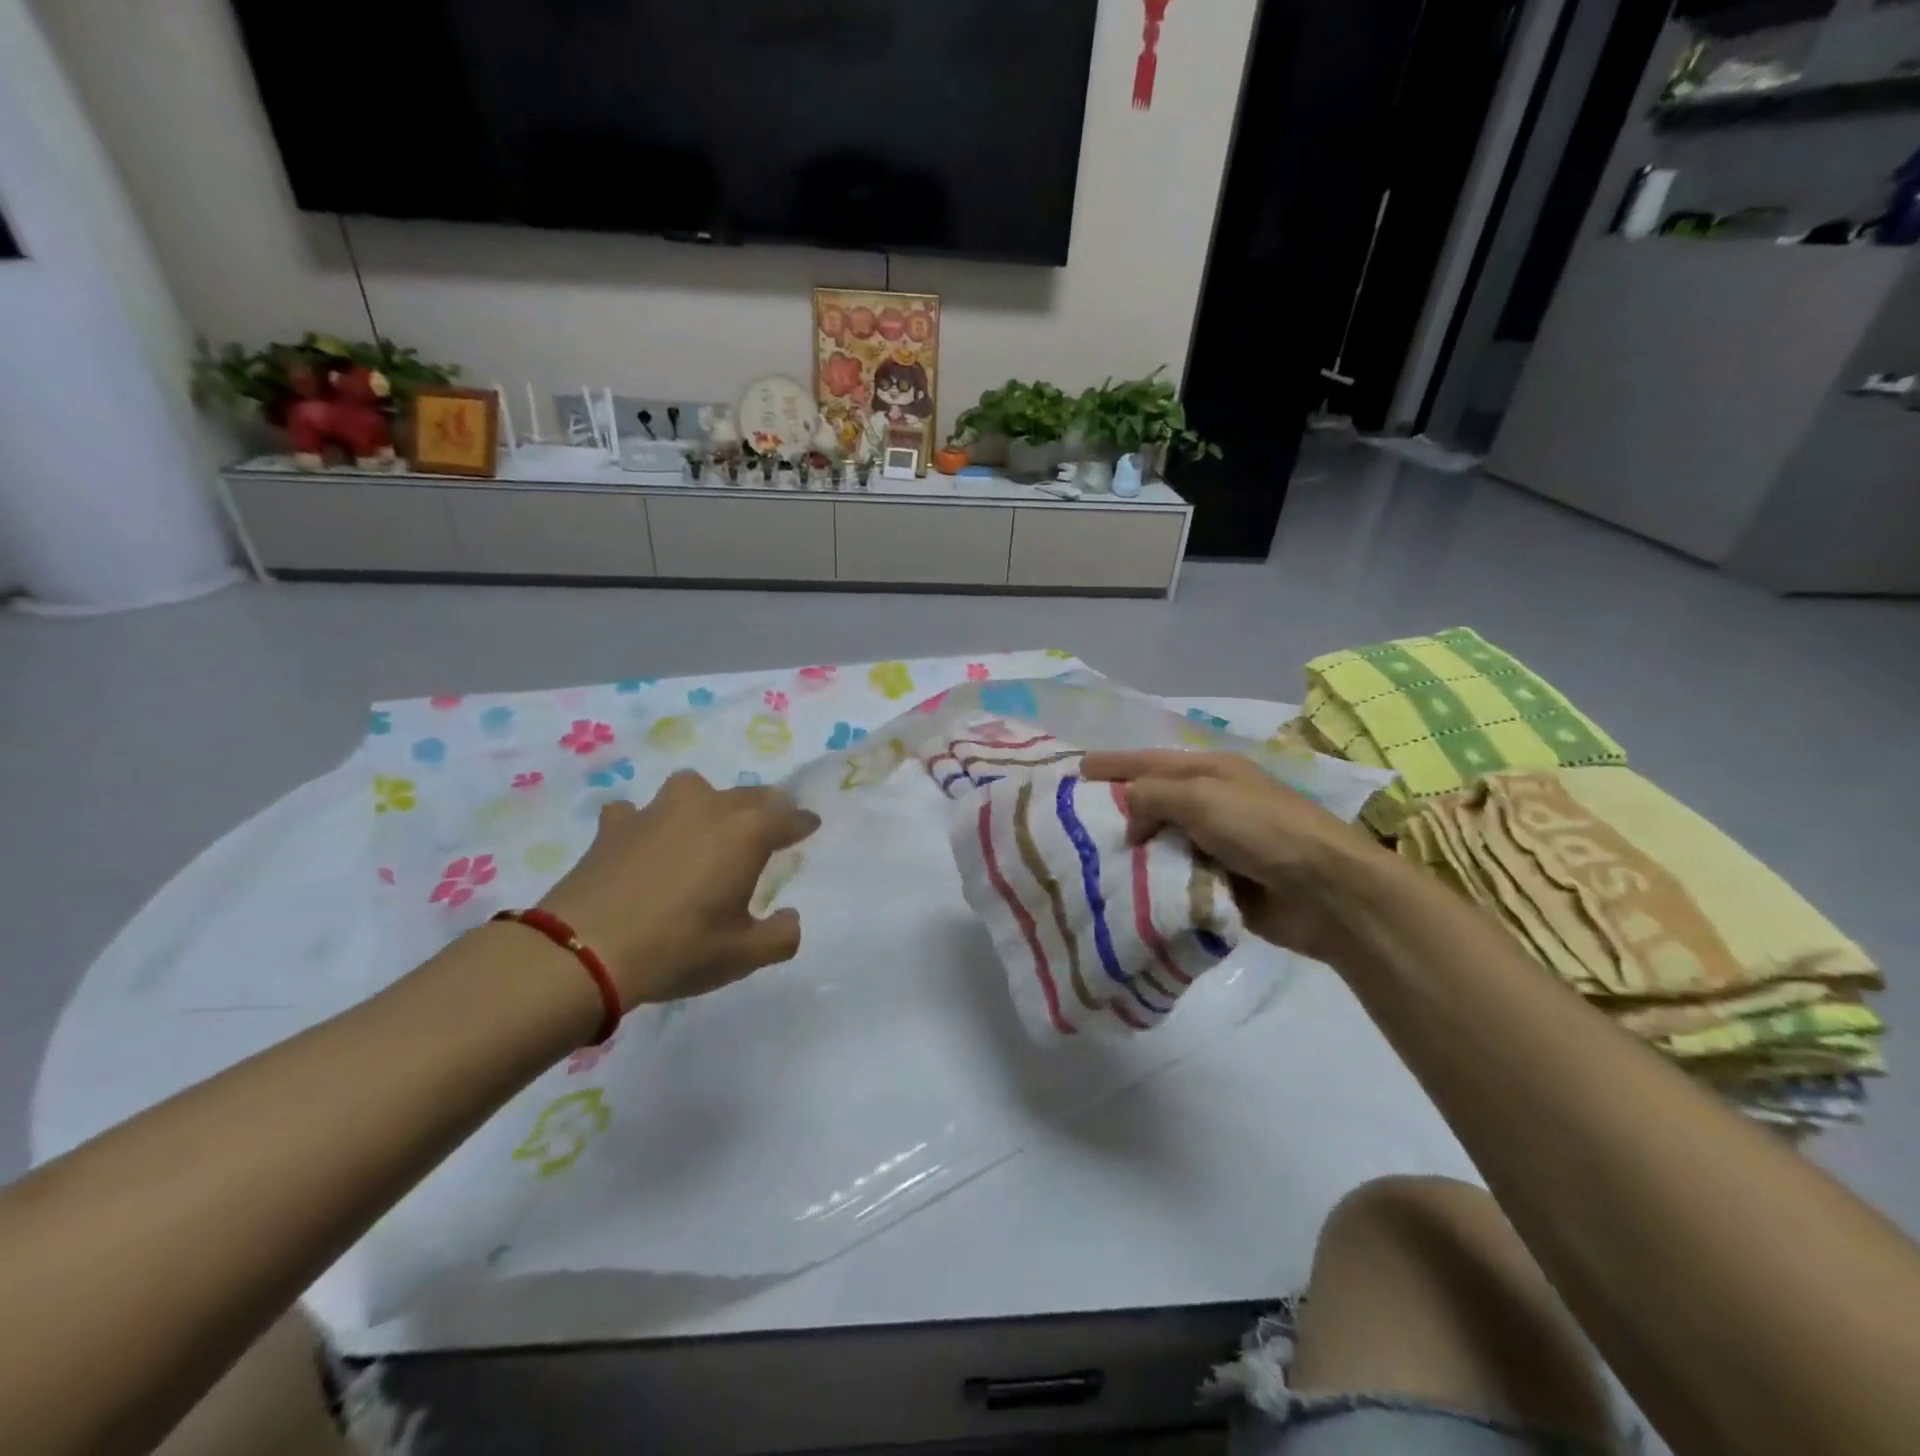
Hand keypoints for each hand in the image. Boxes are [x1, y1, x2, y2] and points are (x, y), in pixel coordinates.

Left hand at [536, 771, 820, 1006]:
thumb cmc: (679, 948)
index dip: (802, 823)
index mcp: (747, 831)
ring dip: (706, 804)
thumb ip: (782, 935)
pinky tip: (642, 842)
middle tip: (767, 830)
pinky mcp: (615, 824)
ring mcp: (657, 810)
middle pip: (749, 795)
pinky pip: (638, 812)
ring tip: (704, 829)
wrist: (584, 952)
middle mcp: (707, 807)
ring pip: (694, 789)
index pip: (789, 815)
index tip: (809, 827)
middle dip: (764, 809)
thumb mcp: (744, 955)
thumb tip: (789, 917)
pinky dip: (646, 823)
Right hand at [1080, 750, 1397, 964]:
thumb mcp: (1202, 797)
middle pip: (1151, 800)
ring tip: (1085, 859)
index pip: (1148, 761)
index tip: (1075, 770)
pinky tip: (1121, 889)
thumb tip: (1128, 816)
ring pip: (1159, 840)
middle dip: (1115, 807)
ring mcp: (1215, 843)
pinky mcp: (1218, 881)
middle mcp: (1209, 802)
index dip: (1112, 763)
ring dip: (1130, 848)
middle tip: (1072, 819)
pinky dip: (1151, 879)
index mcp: (1209, 772)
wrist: (1326, 892)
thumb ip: (1153, 795)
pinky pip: (1173, 875)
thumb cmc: (1263, 830)